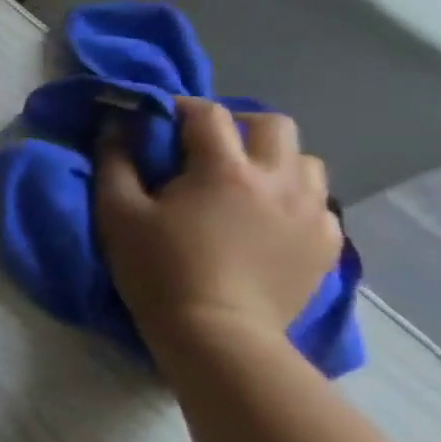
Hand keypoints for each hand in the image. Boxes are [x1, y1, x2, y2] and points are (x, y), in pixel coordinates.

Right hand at [96, 98, 341, 349]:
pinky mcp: (325, 244)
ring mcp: (311, 212)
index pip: (208, 113)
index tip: (158, 118)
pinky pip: (318, 203)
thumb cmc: (158, 269)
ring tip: (243, 181)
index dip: (180, 107)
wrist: (217, 335)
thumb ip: (115, 162)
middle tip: (206, 145)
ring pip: (305, 161)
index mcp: (224, 169)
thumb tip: (117, 126)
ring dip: (273, 159)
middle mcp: (278, 180)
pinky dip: (292, 198)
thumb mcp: (117, 212)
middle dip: (238, 124)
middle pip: (273, 124)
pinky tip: (264, 220)